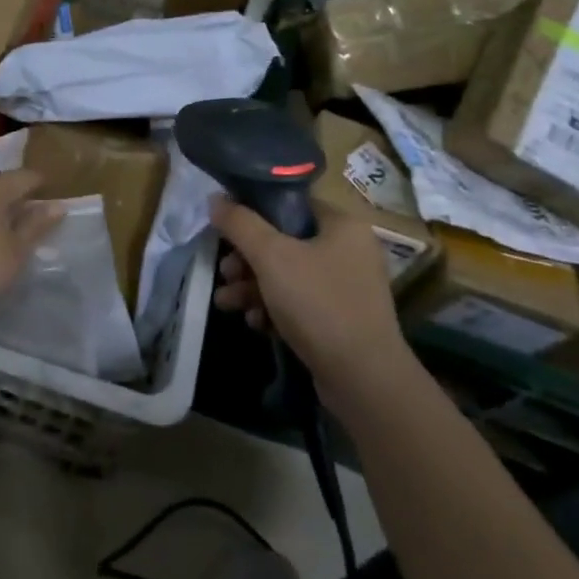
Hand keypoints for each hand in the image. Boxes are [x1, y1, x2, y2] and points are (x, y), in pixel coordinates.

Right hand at [210, 198, 410, 393]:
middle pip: (285, 242)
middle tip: (225, 273)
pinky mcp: (341, 319)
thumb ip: (240, 224)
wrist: (363, 380)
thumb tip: (215, 199)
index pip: (291, 204)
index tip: (226, 229)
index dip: (254, 212)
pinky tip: (256, 323)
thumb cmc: (318, 304)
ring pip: (288, 275)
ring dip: (253, 286)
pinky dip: (274, 309)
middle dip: (247, 259)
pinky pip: (300, 302)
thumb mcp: (271, 257)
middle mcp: (349, 250)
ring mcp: (347, 287)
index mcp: (343, 224)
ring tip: (226, 303)